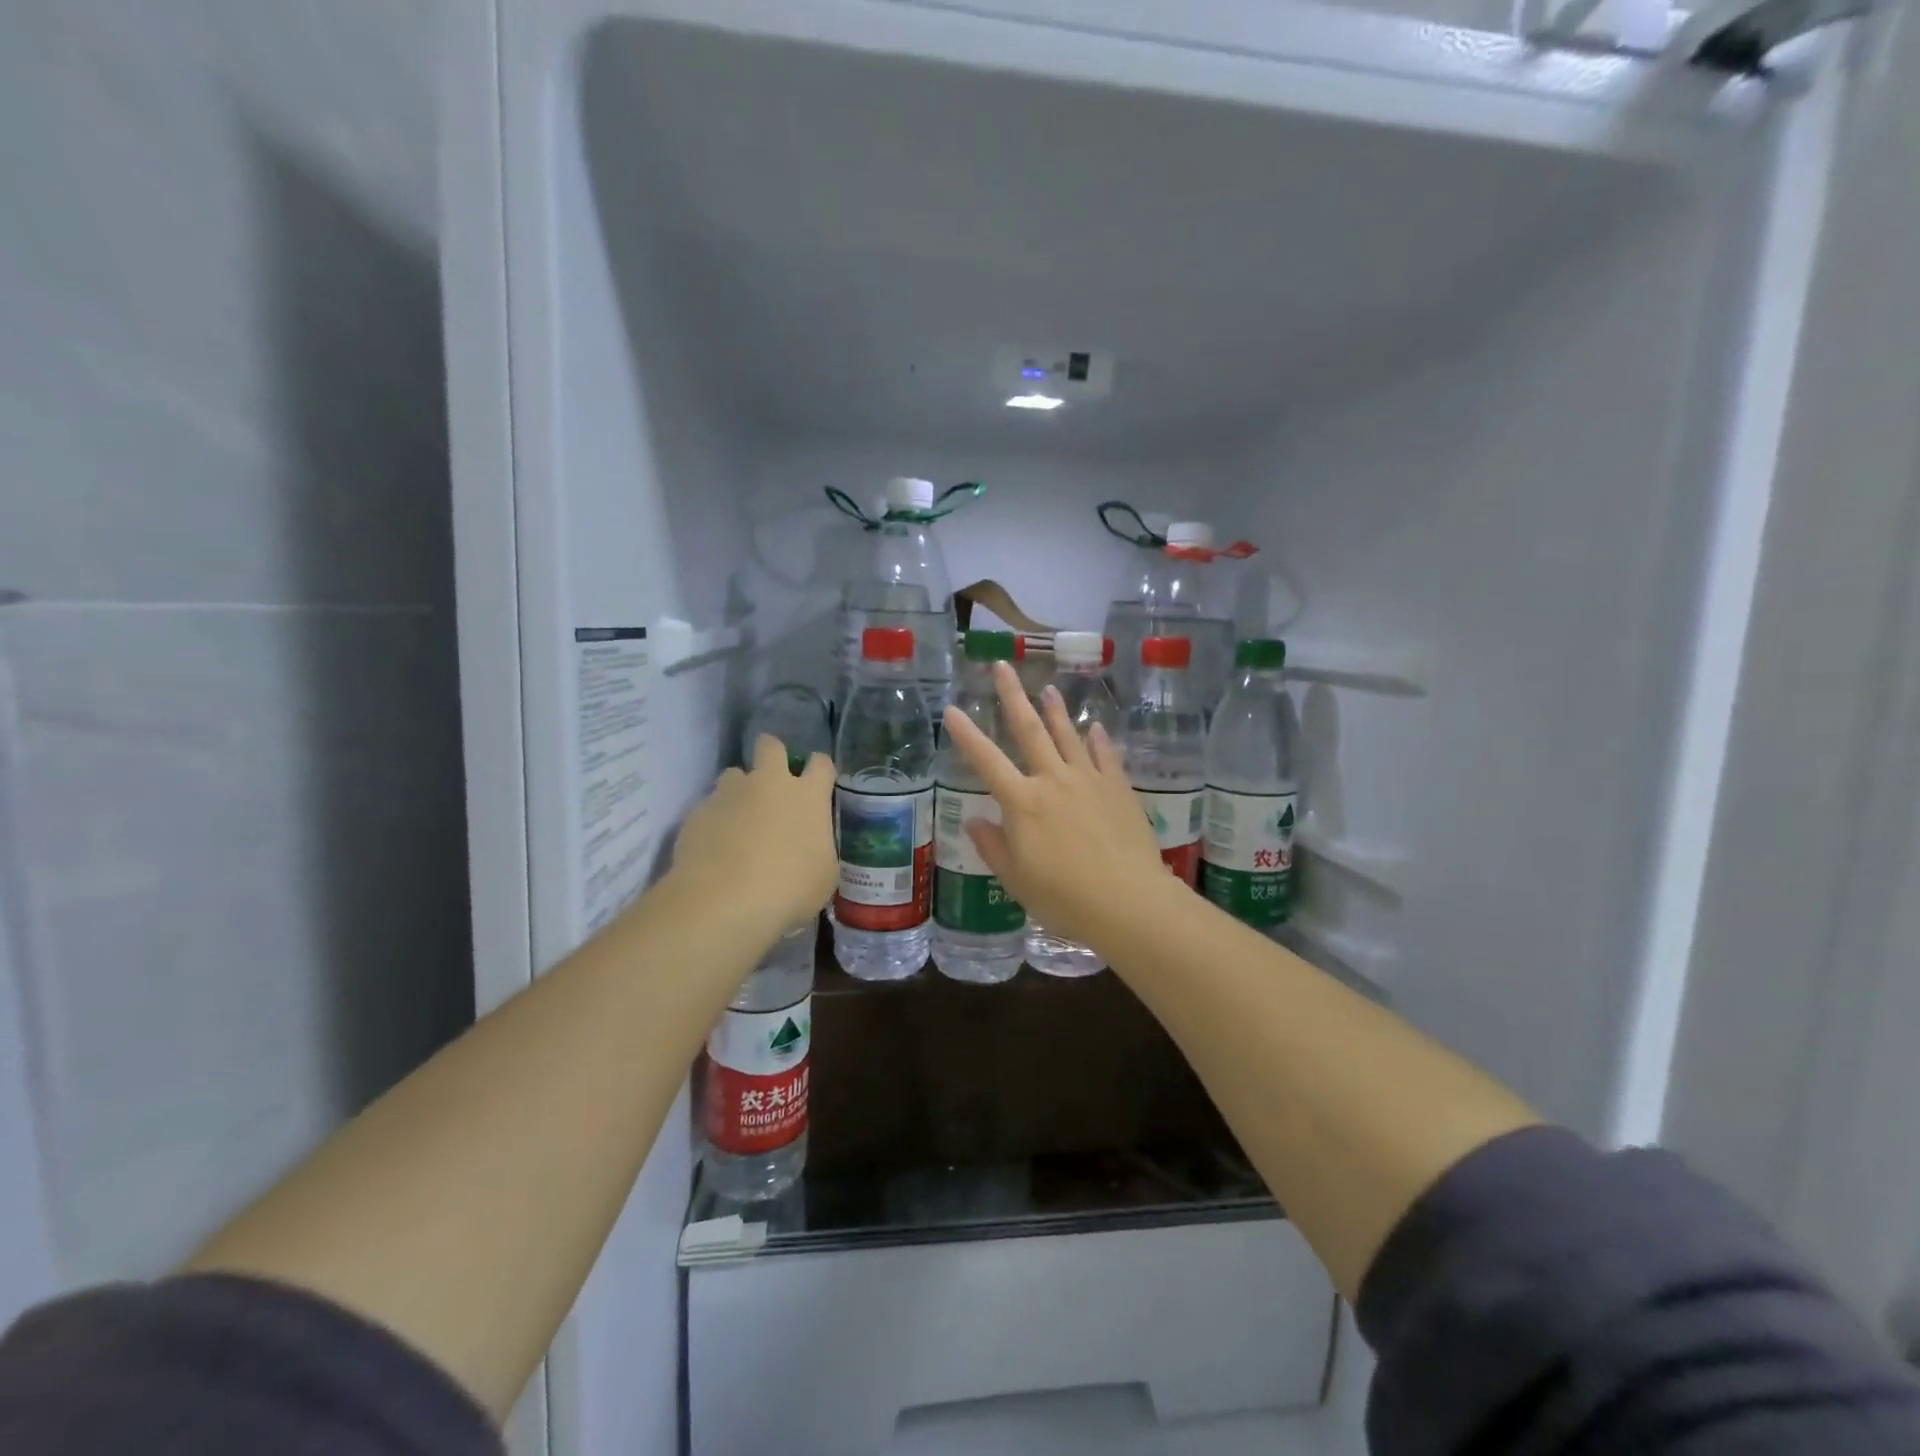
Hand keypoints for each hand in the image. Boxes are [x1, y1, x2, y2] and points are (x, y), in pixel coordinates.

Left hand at [671, 736, 836, 936]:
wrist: (724, 900)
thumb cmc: (789, 889)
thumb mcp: (824, 876)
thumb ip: (819, 850)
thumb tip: (812, 848)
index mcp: (808, 797)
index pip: (821, 764)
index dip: (820, 769)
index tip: (818, 783)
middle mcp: (769, 784)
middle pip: (770, 746)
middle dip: (772, 755)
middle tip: (772, 781)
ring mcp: (730, 794)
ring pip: (733, 774)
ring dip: (738, 791)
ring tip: (738, 820)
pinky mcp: (698, 812)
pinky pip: (709, 807)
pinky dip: (714, 821)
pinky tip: (715, 848)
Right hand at [942, 661, 1174, 948]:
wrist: (1127, 902)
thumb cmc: (1064, 898)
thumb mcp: (1016, 879)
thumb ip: (994, 846)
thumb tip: (975, 821)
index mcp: (1022, 803)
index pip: (986, 761)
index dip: (966, 735)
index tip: (951, 709)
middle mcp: (1053, 781)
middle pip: (1029, 730)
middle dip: (1013, 696)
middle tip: (1003, 666)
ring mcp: (1089, 780)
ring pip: (1068, 736)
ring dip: (1056, 711)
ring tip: (1048, 688)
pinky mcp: (1118, 789)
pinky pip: (1106, 756)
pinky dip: (1098, 740)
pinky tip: (1095, 727)